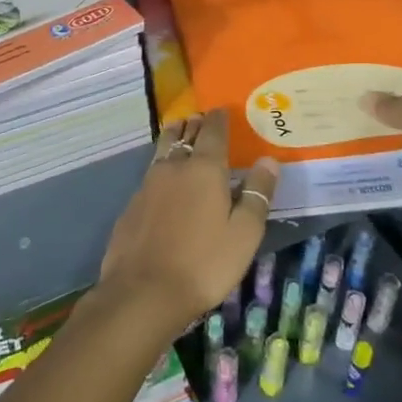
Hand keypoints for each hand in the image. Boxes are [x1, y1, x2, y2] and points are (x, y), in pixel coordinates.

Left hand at [93, 110, 277, 339]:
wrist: (143, 292)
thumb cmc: (204, 263)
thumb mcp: (244, 233)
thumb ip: (257, 194)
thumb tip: (269, 160)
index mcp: (204, 169)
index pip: (213, 132)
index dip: (219, 119)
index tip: (222, 109)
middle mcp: (174, 167)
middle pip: (184, 134)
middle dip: (195, 123)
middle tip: (202, 118)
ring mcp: (148, 184)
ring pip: (163, 149)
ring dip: (174, 137)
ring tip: (181, 132)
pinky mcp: (132, 204)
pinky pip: (150, 173)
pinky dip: (161, 166)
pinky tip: (164, 179)